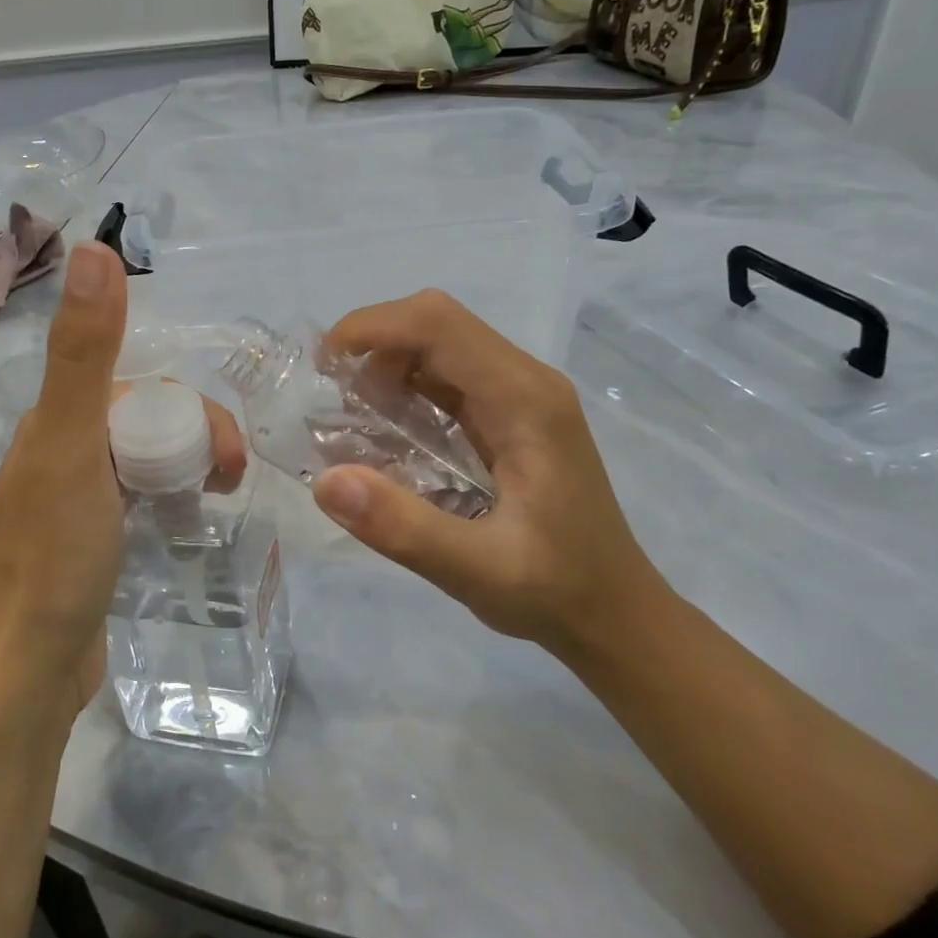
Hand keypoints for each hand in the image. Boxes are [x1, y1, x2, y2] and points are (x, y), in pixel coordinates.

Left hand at [0, 243, 241, 729]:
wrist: (26, 669)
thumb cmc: (54, 555)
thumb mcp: (72, 443)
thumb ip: (84, 350)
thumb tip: (93, 247)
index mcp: (57, 423)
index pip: (141, 389)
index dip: (191, 411)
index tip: (223, 457)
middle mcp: (62, 453)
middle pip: (149, 422)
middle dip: (197, 439)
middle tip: (227, 483)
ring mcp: (77, 503)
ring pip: (147, 460)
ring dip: (188, 467)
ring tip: (216, 501)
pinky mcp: (92, 544)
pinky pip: (141, 500)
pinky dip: (170, 500)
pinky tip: (186, 524)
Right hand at [309, 289, 665, 655]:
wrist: (615, 613)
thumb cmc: (555, 592)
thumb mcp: (476, 572)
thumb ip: (403, 527)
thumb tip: (325, 481)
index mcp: (526, 401)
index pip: (439, 324)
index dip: (373, 328)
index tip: (322, 369)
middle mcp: (527, 382)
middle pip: (437, 324)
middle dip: (373, 347)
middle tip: (333, 403)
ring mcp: (522, 396)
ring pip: (440, 347)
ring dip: (386, 369)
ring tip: (353, 423)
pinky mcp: (512, 416)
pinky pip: (449, 379)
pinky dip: (405, 392)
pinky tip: (388, 437)